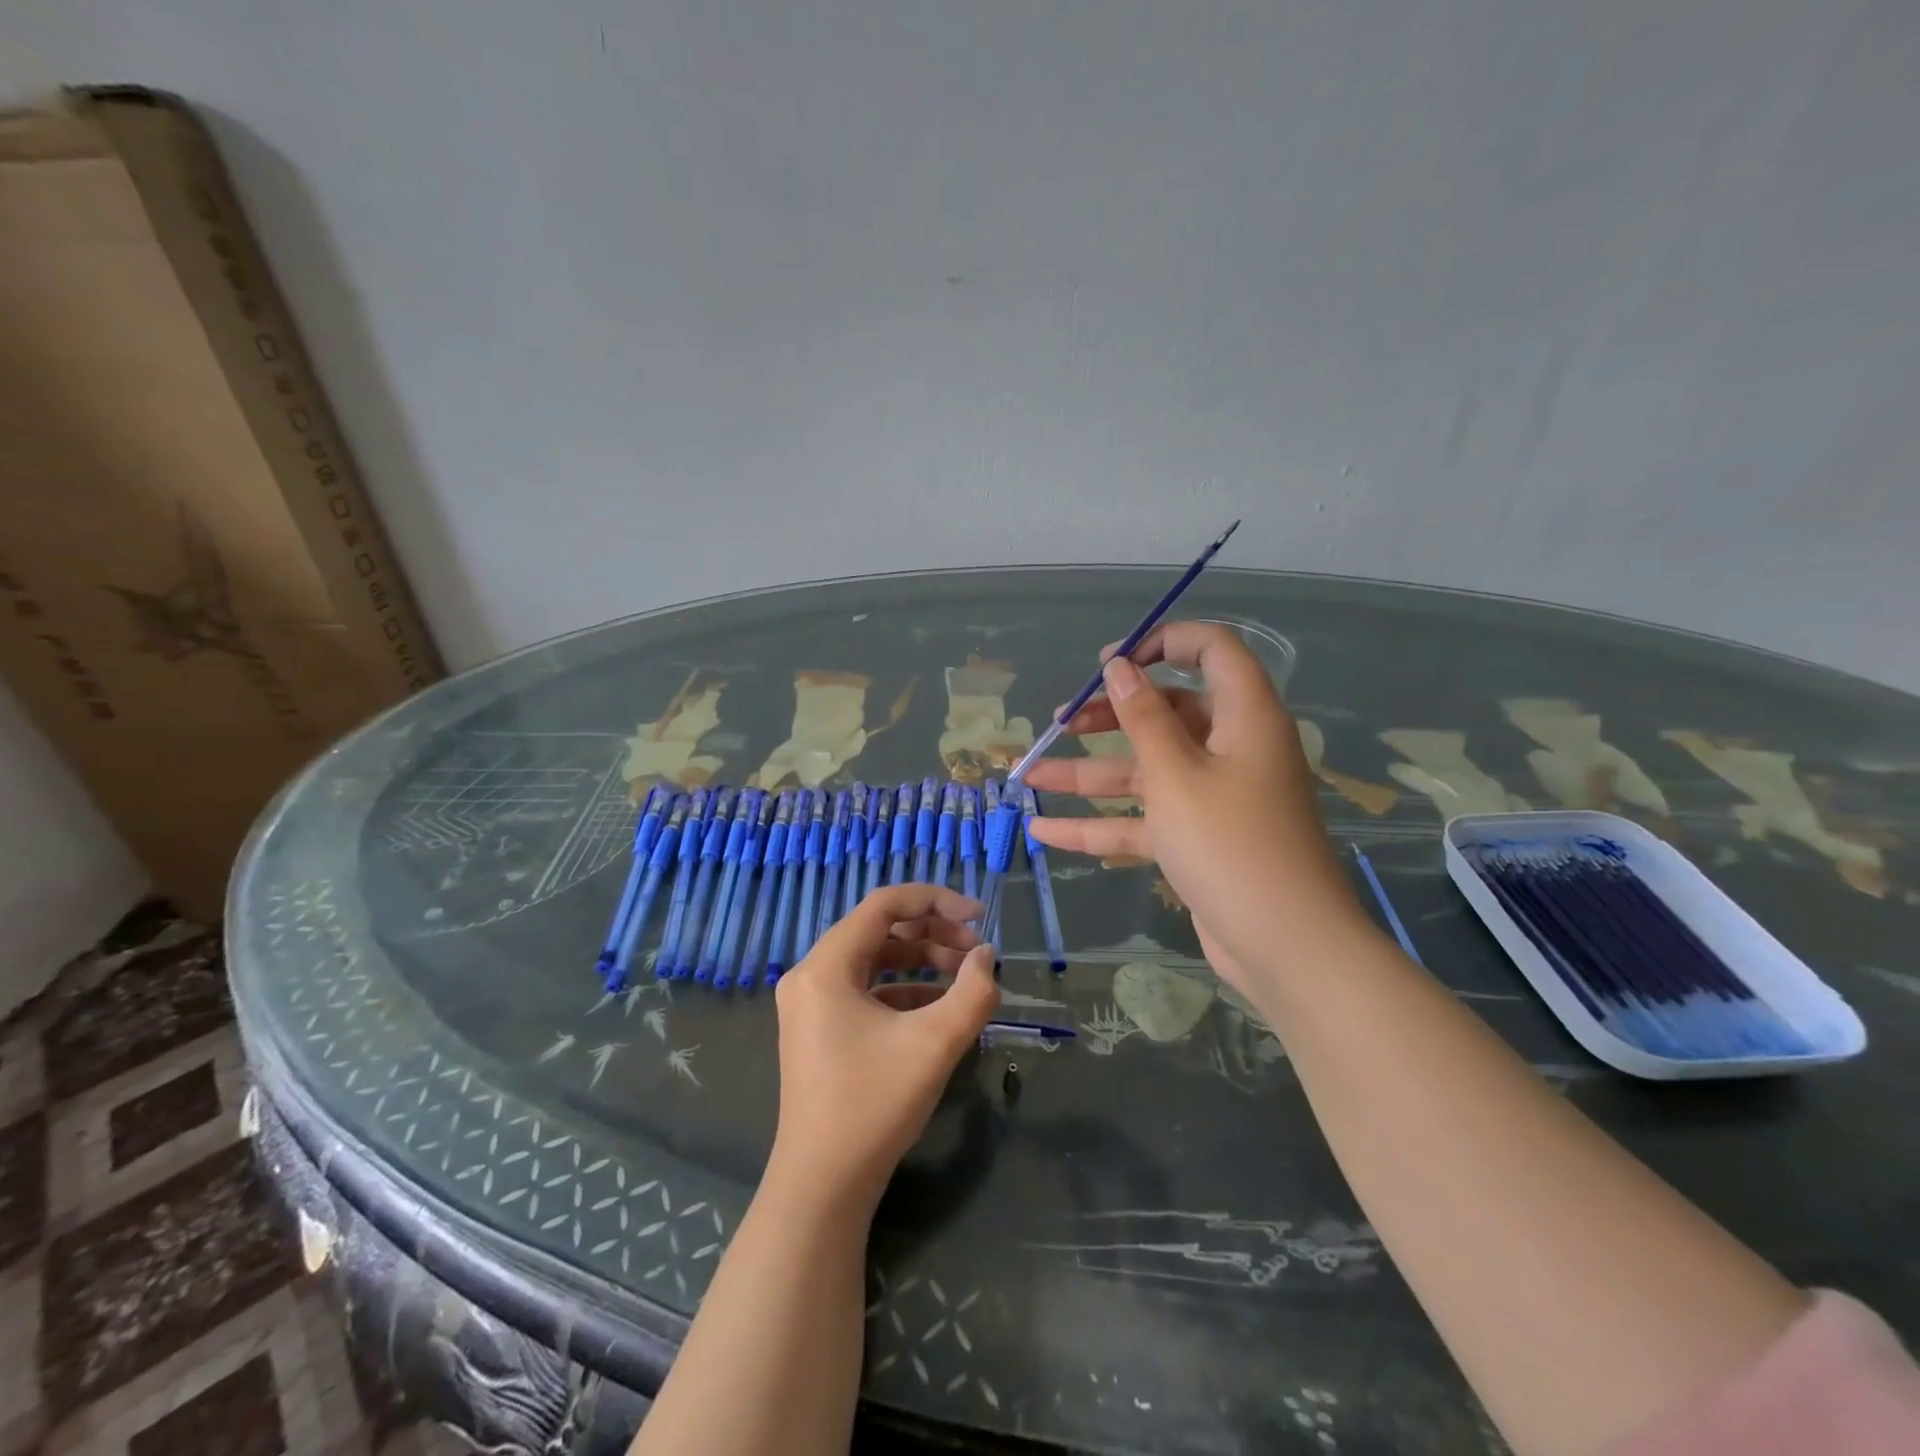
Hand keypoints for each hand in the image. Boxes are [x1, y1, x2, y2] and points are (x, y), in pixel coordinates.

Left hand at [768, 884, 998, 1209]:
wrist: (822, 1187)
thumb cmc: (873, 1104)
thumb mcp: (935, 1044)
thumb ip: (972, 992)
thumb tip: (986, 957)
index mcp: (826, 965)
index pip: (883, 904)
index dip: (935, 900)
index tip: (978, 917)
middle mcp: (811, 975)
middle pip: (879, 929)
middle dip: (932, 932)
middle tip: (976, 951)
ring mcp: (812, 1004)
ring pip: (874, 960)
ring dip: (921, 960)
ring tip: (965, 976)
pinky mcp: (820, 1030)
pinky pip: (866, 991)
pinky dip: (904, 990)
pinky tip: (939, 1008)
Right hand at [1025, 621, 1365, 994]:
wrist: (1285, 946)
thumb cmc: (1230, 843)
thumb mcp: (1175, 774)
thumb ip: (1142, 717)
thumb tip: (1119, 667)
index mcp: (1243, 716)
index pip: (1212, 651)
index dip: (1163, 643)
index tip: (1110, 662)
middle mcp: (1231, 748)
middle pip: (1167, 712)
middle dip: (1109, 715)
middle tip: (1060, 720)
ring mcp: (1214, 797)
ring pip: (1146, 771)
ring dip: (1089, 775)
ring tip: (1031, 773)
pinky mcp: (1199, 839)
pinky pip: (1145, 819)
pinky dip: (1100, 824)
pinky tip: (1046, 831)